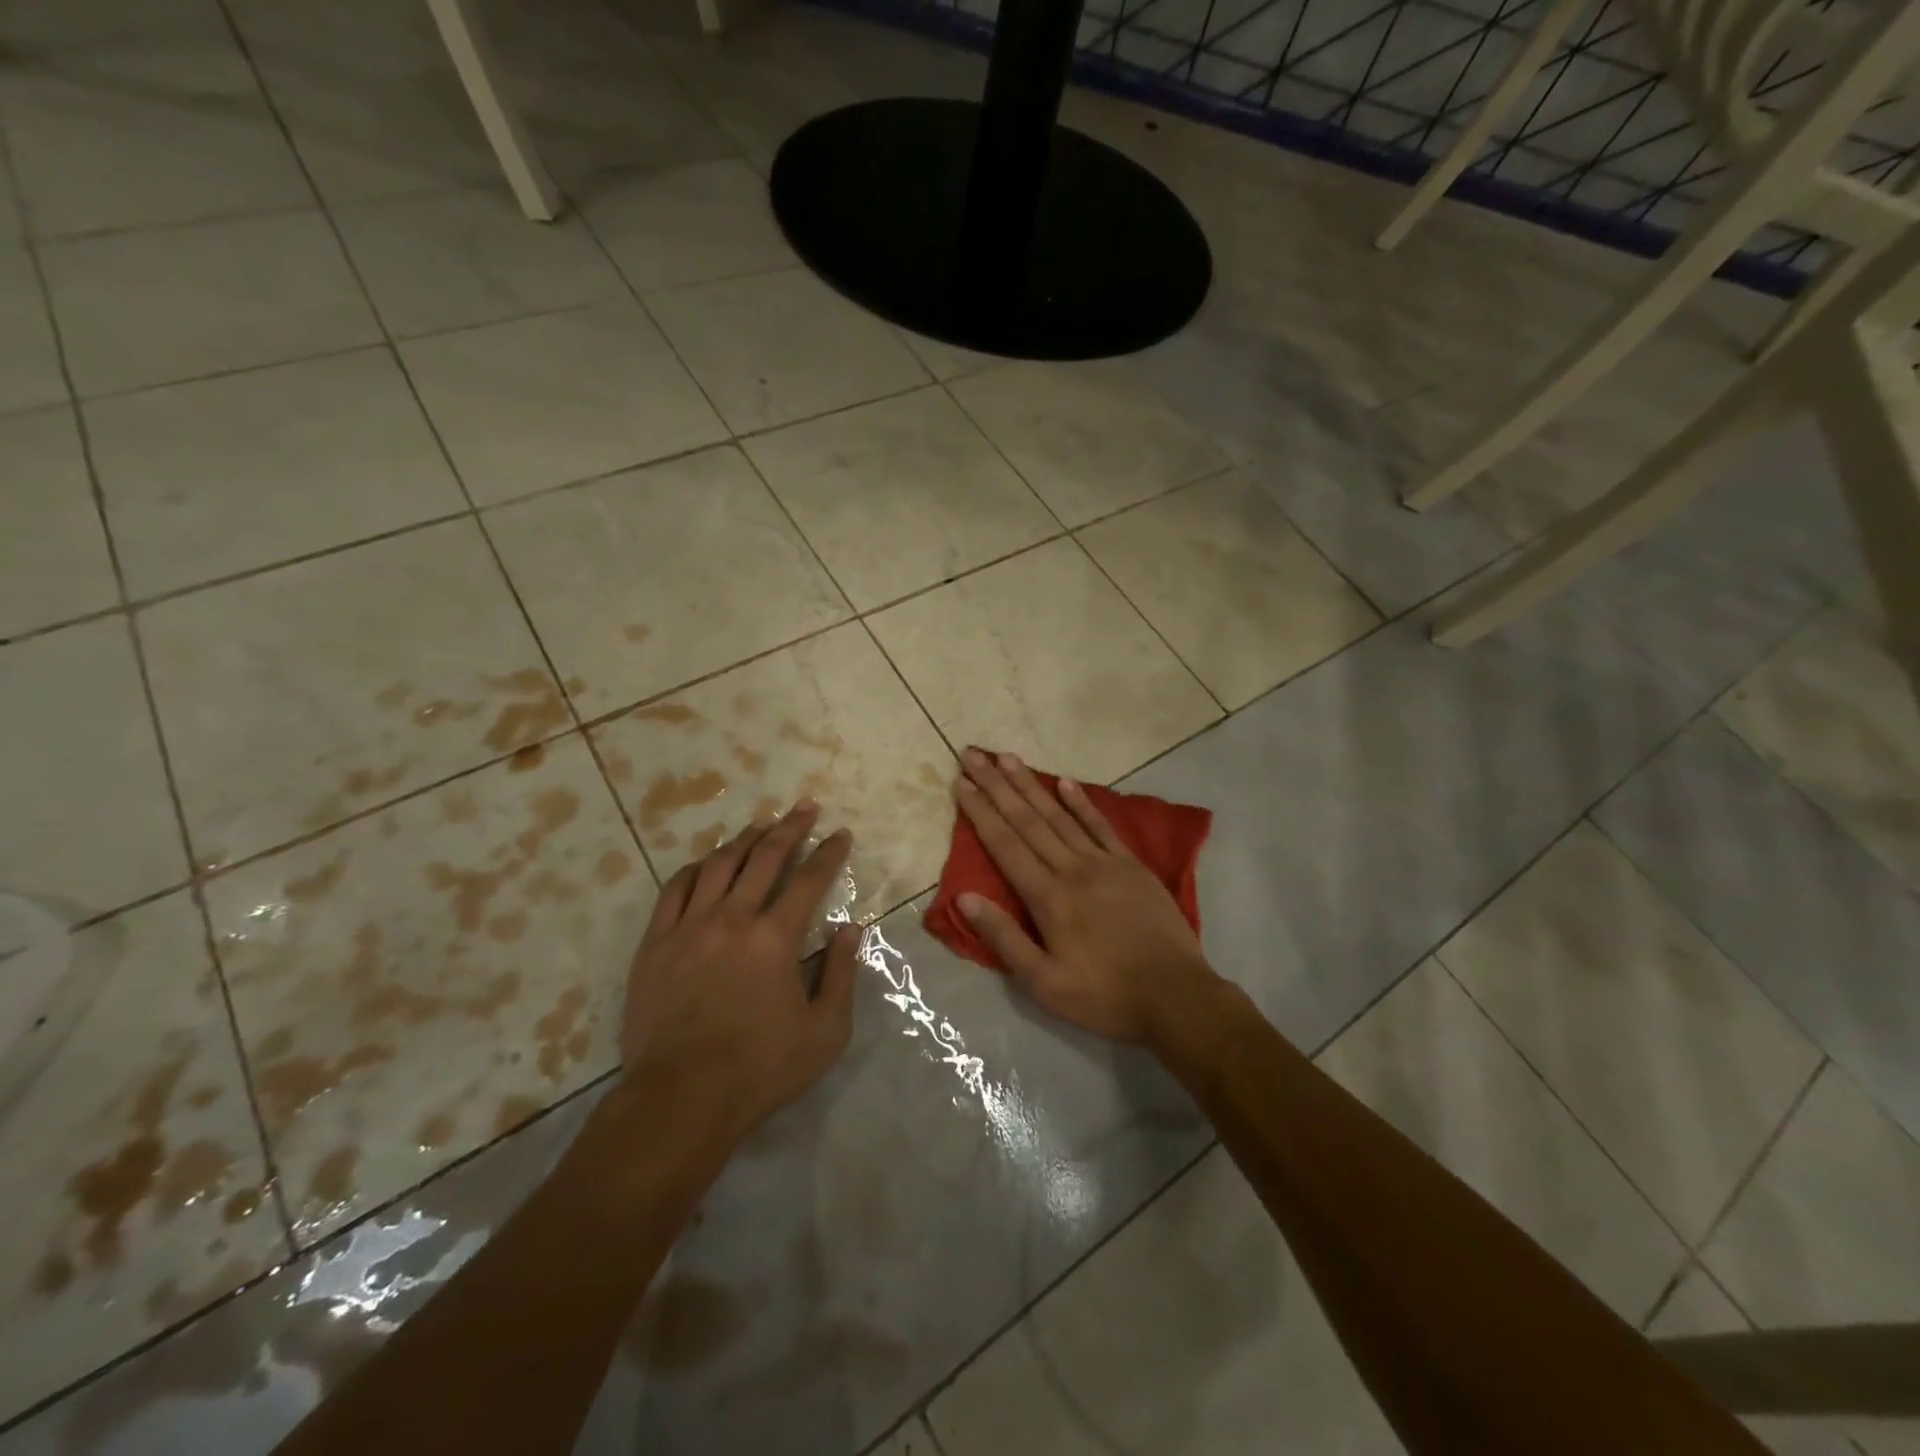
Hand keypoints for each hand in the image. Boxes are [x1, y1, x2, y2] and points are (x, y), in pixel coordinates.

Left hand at [620, 802, 857, 1144]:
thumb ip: (842, 974)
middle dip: (790, 827)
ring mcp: (688, 928)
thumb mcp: (825, 1030)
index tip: (841, 834)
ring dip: (744, 840)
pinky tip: (706, 862)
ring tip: (760, 825)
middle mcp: (732, 919)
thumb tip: (851, 929)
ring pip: (718, 865)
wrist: (680, 1099)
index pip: (809, 879)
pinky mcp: (655, 944)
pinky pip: (675, 889)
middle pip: (764, 858)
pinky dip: (695, 868)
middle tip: (805, 807)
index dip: (829, 853)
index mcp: (775, 938)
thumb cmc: (761, 1068)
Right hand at [952, 749, 1219, 1043]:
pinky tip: (1064, 782)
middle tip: (974, 754)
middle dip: (997, 786)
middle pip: (1027, 820)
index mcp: (1047, 897)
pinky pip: (1101, 826)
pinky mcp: (1131, 865)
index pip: (1005, 844)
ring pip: (1059, 815)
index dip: (980, 812)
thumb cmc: (1105, 995)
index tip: (962, 782)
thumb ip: (1004, 937)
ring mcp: (1104, 863)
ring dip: (1031, 785)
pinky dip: (1081, 803)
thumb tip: (964, 897)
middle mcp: (1071, 869)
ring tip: (1009, 758)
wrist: (1177, 996)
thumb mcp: (1044, 983)